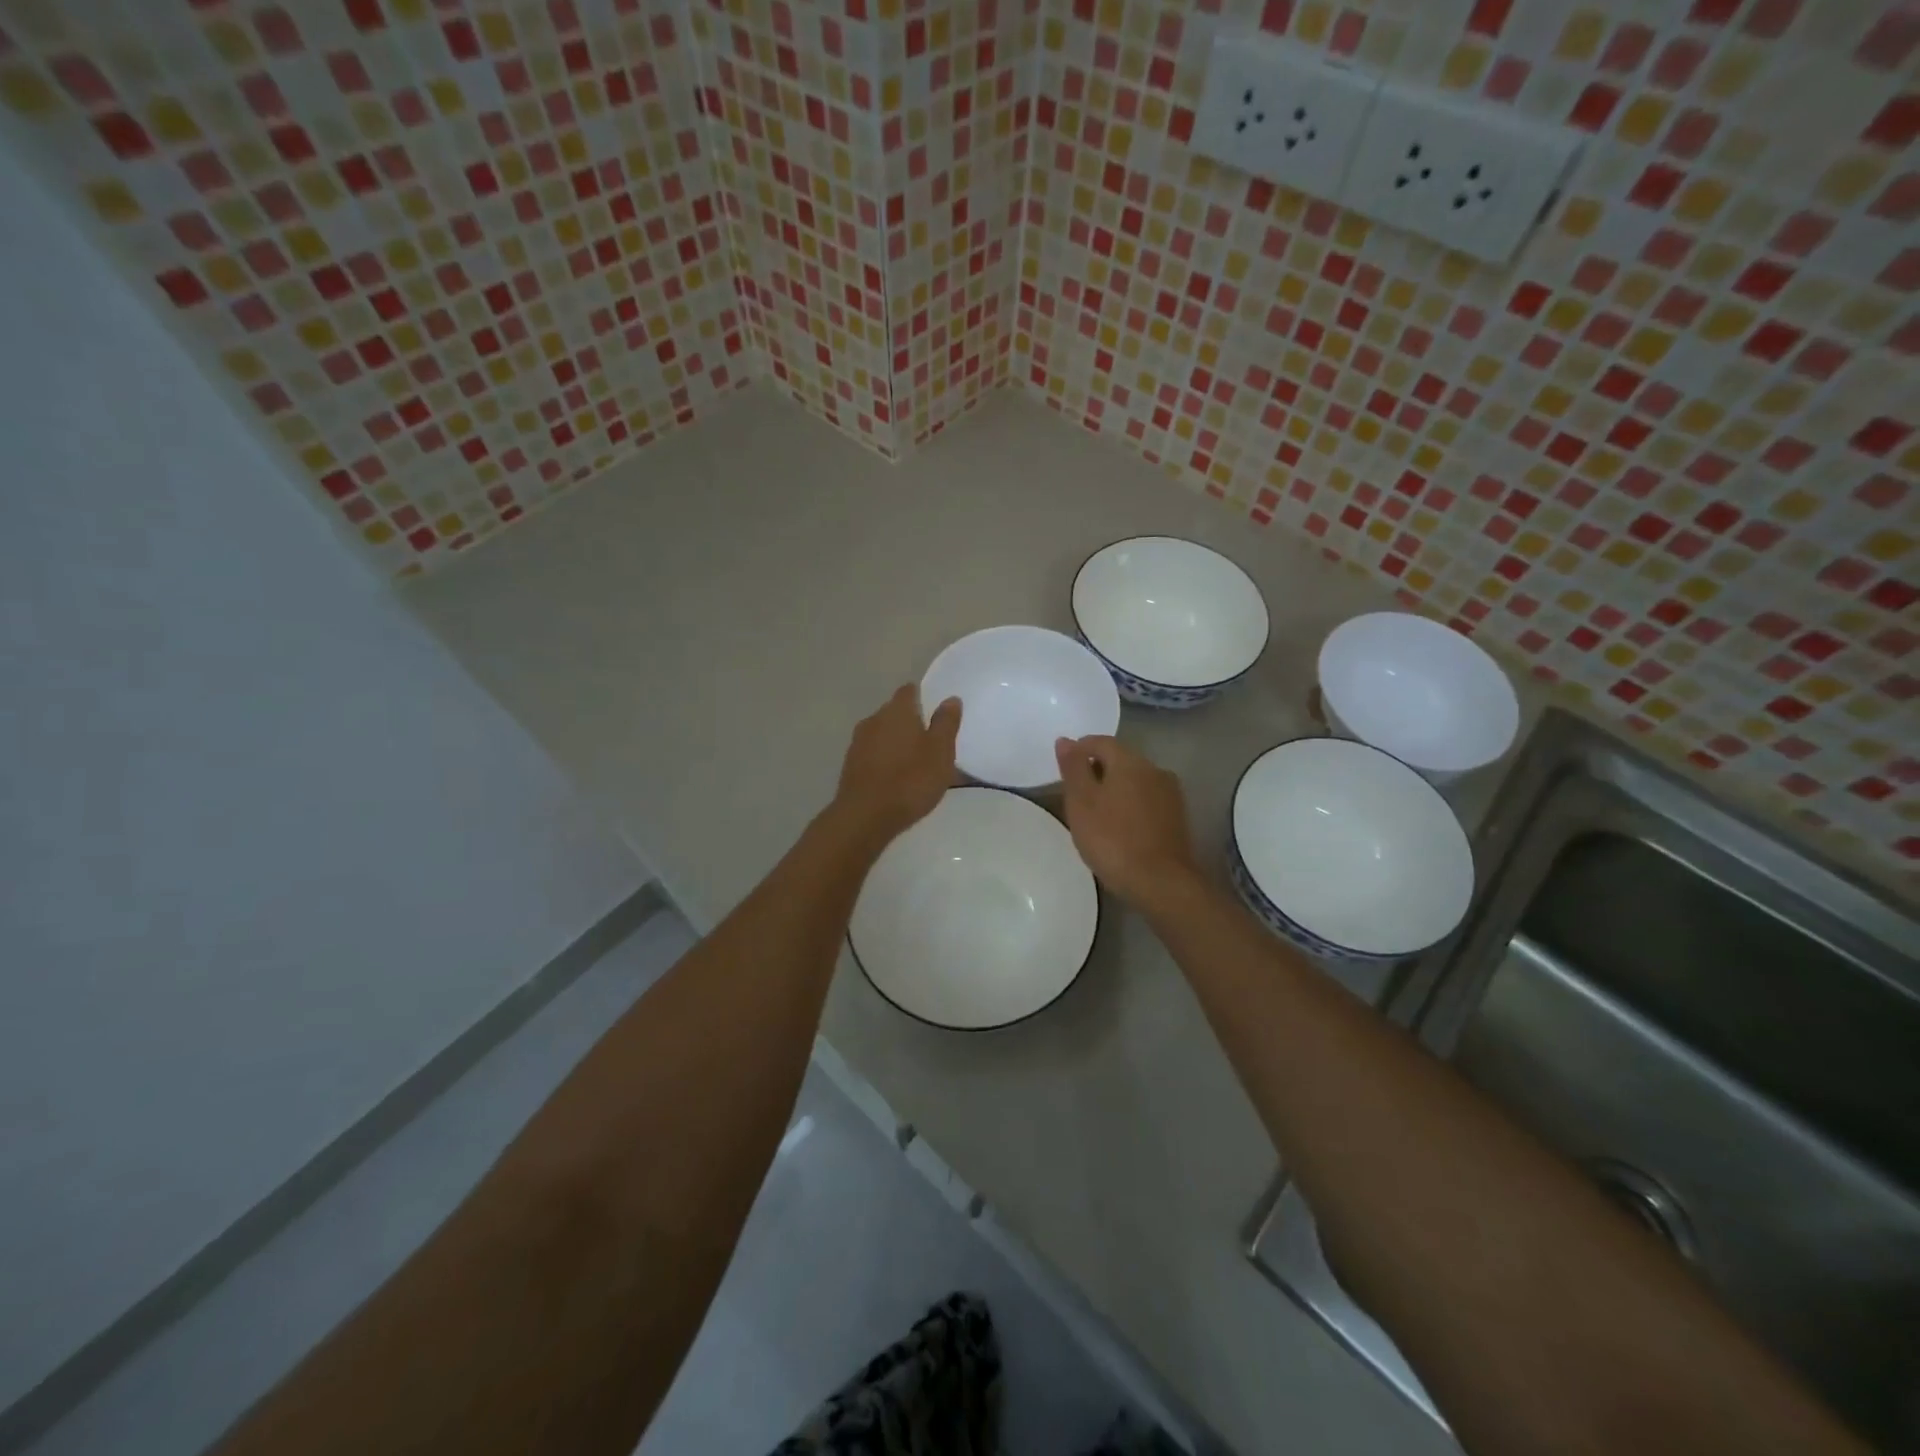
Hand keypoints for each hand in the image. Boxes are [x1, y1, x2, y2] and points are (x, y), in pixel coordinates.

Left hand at [831, 685, 961, 844]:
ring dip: (897, 743)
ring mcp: (858, 743)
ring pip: (882, 734)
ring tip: (915, 763)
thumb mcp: (940, 752)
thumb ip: (946, 723)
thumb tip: (950, 699)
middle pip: (894, 712)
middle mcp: (873, 719)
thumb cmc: (910, 780)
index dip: (923, 697)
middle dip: (911, 722)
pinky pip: (873, 754)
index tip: (936, 712)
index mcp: (897, 711)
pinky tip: (896, 779)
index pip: (909, 691)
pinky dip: (885, 760)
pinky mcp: (850, 765)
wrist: (865, 816)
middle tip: (931, 741)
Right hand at [1054, 735, 1199, 906]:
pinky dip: (1130, 805)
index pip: (1100, 742)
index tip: (1063, 770)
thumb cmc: (1112, 839)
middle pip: (1120, 760)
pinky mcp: (1177, 817)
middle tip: (1075, 795)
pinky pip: (1147, 800)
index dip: (1079, 750)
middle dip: (1097, 771)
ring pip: (1135, 781)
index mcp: (1130, 761)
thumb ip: (1073, 768)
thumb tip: (1066, 740)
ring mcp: (1170, 794)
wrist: (1160, 882)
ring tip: (1096, 814)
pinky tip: (1119, 827)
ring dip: (1115, 789)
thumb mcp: (1081, 802)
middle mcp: (1154, 769)